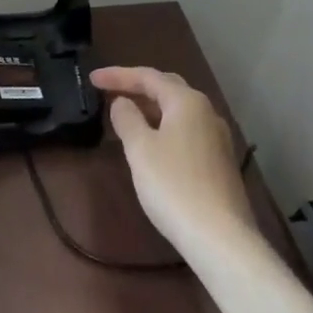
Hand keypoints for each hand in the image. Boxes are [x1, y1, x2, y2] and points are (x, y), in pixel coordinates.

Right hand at [90, 66, 257, 257]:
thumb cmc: (173, 186)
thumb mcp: (140, 150)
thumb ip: (127, 119)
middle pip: (168, 88)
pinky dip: (164, 126)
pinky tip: (151, 142)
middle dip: (137, 86)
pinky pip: (186, 130)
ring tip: (126, 114)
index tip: (91, 79)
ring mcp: (217, 138)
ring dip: (151, 107)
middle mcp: (207, 112)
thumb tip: (122, 102)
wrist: (220, 237)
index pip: (148, 76)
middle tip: (109, 90)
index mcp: (187, 102)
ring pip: (179, 110)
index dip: (118, 75)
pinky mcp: (219, 161)